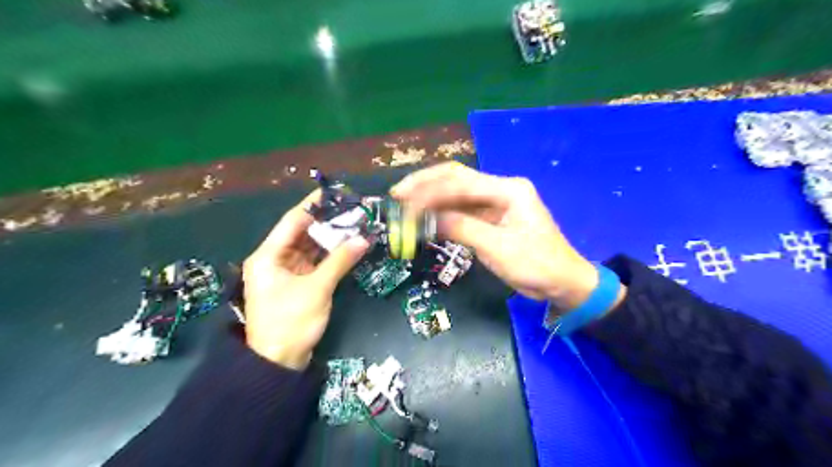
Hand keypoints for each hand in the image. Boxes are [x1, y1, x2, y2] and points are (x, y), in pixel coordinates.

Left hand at [241, 189, 369, 367]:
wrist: (279, 363)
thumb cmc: (291, 322)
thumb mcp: (317, 289)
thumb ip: (340, 261)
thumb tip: (364, 239)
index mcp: (268, 256)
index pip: (292, 221)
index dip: (314, 205)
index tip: (335, 193)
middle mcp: (274, 259)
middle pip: (303, 233)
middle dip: (328, 223)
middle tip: (353, 211)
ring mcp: (286, 272)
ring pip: (310, 248)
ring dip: (331, 239)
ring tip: (355, 226)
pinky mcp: (297, 284)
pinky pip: (315, 263)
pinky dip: (330, 256)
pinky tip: (348, 247)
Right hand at [394, 162, 619, 312]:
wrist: (563, 283)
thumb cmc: (537, 265)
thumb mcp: (498, 248)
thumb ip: (462, 228)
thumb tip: (425, 218)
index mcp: (508, 189)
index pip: (461, 183)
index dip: (429, 190)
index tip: (403, 200)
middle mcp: (500, 189)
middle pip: (456, 179)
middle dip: (425, 185)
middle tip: (397, 195)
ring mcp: (496, 203)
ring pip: (456, 195)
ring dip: (430, 200)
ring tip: (404, 206)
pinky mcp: (491, 218)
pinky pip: (462, 211)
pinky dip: (442, 215)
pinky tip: (425, 219)